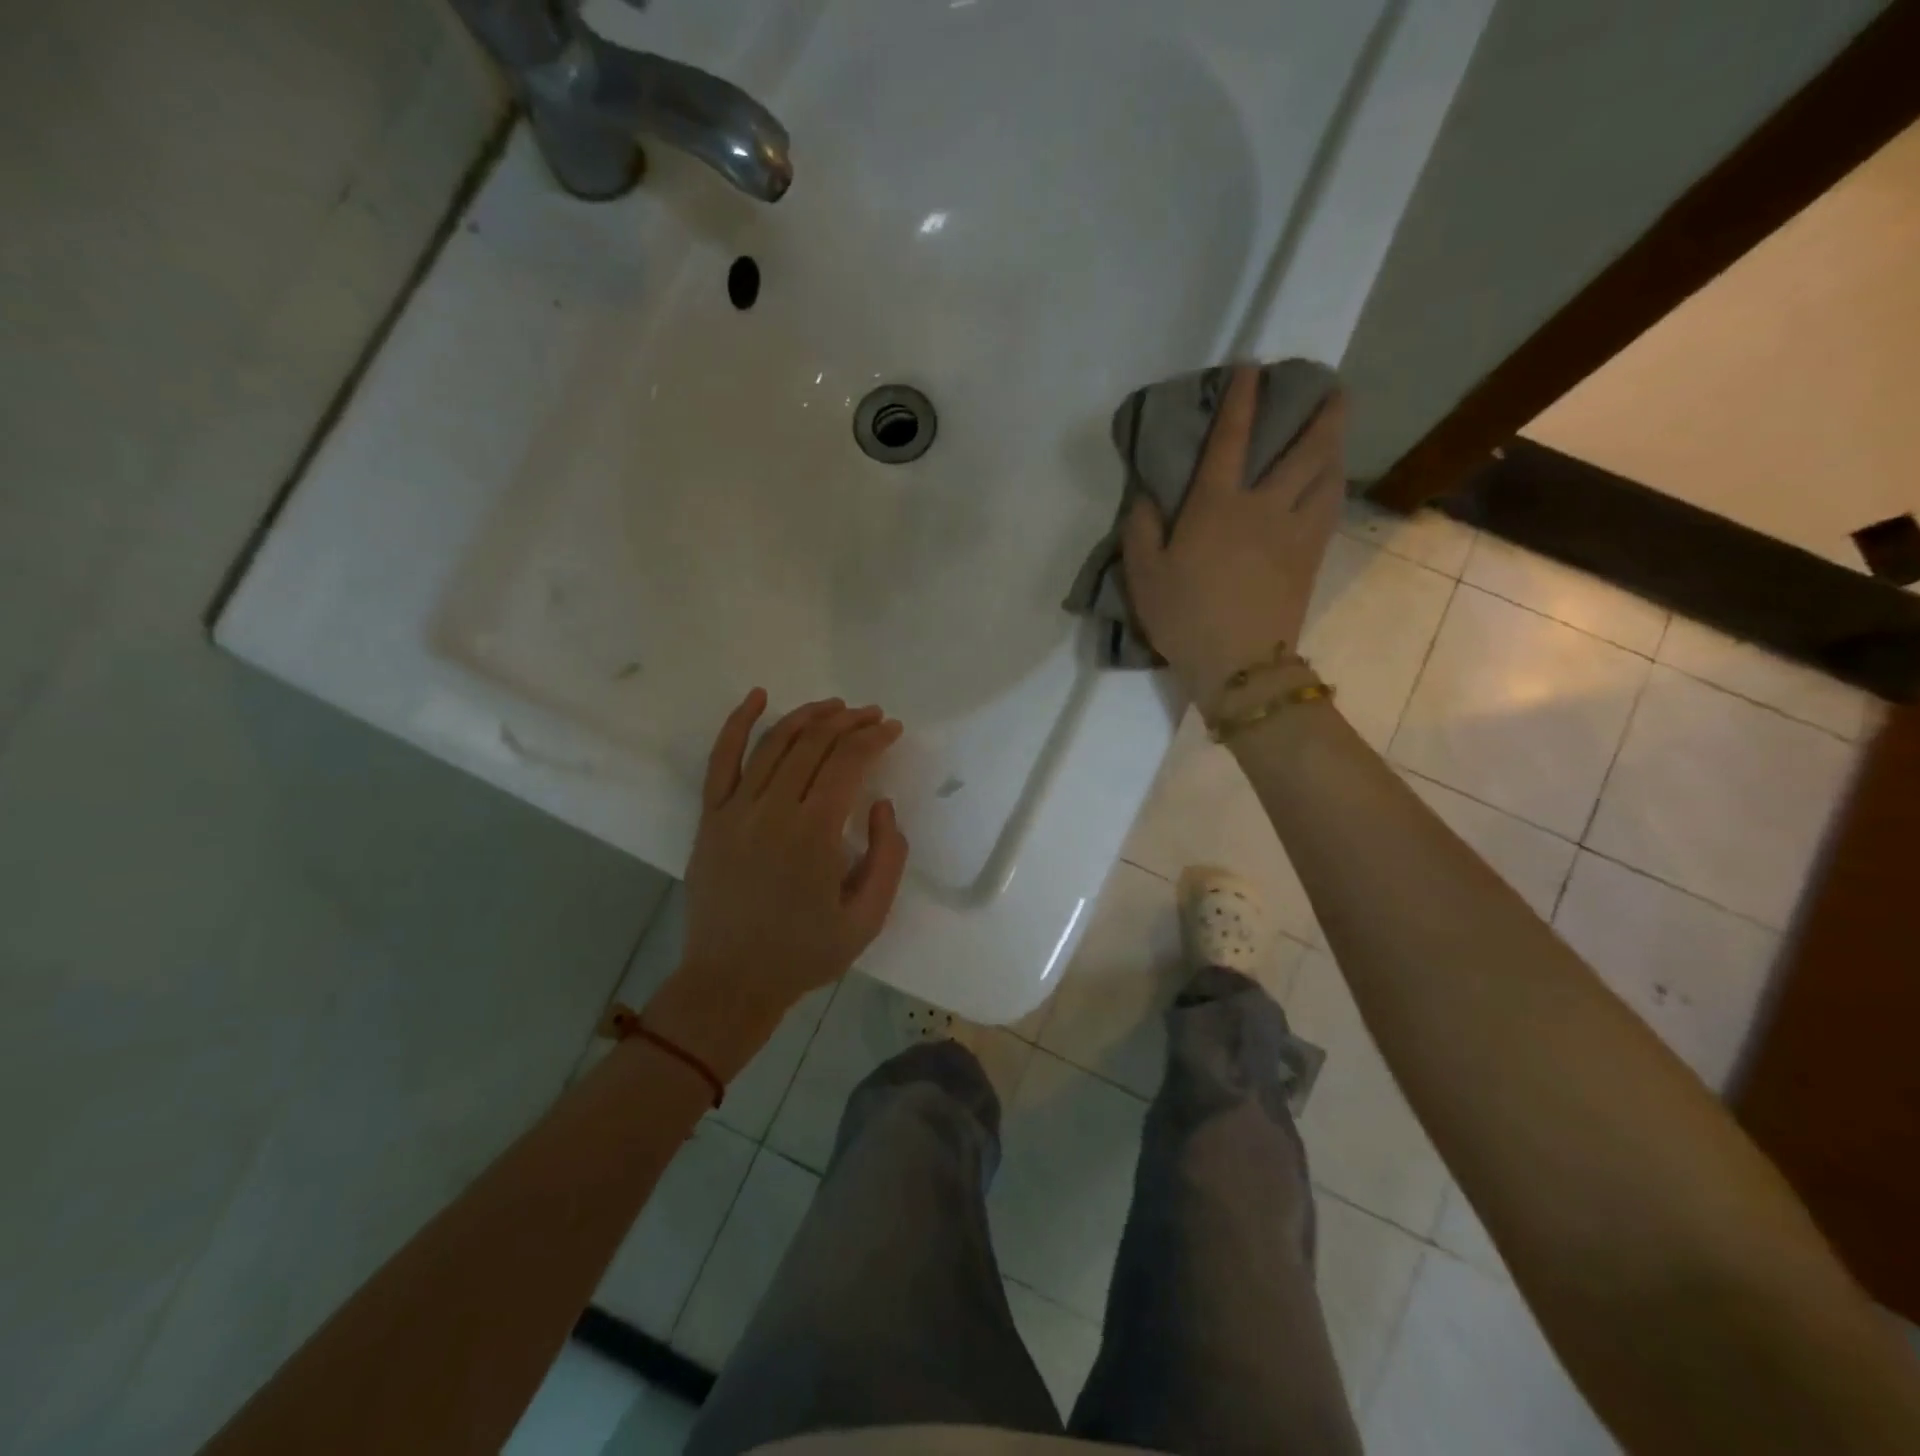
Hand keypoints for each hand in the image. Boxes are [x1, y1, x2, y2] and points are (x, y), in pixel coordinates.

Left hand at [646, 690, 909, 1080]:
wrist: (730, 982)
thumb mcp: (867, 919)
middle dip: (848, 722)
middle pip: (814, 744)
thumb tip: (880, 806)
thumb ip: (887, 857)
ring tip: (834, 706)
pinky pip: (721, 759)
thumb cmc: (804, 953)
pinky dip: (738, 723)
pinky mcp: (710, 817)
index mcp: (814, 833)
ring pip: (773, 743)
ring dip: (807, 717)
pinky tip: (757, 697)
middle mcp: (773, 810)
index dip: (874, 738)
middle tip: (871, 715)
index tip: (892, 729)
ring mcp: (735, 810)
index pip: (848, 762)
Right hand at [1122, 365, 1347, 702]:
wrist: (1238, 663)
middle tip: (1331, 385)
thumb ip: (1140, 530)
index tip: (1252, 368)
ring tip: (1337, 427)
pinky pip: (1330, 507)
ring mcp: (1294, 531)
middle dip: (1319, 411)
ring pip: (1326, 474)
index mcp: (1216, 506)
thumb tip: (1146, 496)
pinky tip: (1333, 479)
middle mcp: (1263, 506)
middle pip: (1302, 448)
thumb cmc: (1184, 617)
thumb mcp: (1144, 575)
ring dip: (1335, 443)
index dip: (1241, 399)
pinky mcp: (1310, 556)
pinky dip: (1334, 483)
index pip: (1232, 439)